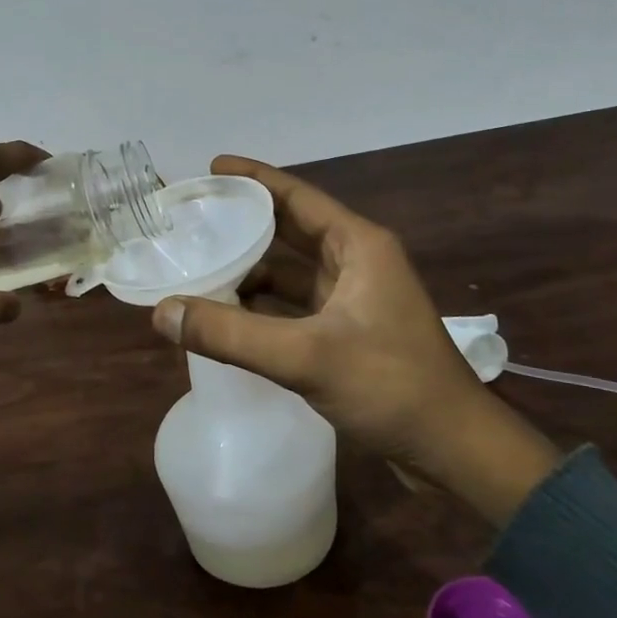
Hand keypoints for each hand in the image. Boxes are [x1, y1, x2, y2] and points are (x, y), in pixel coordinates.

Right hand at [149, 156, 559, 524]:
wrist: (454, 451)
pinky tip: (229, 317)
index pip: (296, 196)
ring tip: (200, 268)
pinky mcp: (350, 332)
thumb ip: (230, 335)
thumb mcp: (305, 356)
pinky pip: (296, 306)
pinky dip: (263, 307)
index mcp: (357, 246)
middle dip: (245, 223)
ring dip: (251, 270)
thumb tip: (161, 312)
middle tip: (194, 219)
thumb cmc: (390, 386)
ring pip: (292, 272)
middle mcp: (357, 262)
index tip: (210, 166)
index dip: (253, 178)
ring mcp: (355, 299)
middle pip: (290, 229)